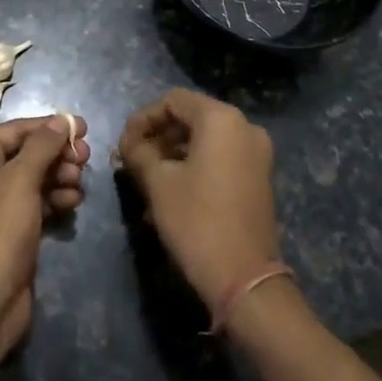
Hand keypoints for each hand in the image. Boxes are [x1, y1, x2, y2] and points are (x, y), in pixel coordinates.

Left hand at [0, 114, 89, 357]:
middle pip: (26, 153)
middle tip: (86, 159)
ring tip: (80, 184)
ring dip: (59, 177)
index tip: (83, 127)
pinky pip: (35, 202)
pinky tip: (73, 202)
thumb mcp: (21, 180)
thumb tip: (60, 119)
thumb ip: (43, 146)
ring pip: (33, 178)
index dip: (50, 126)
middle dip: (57, 154)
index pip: (16, 130)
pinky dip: (54, 199)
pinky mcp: (8, 229)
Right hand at [117, 89, 279, 307]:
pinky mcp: (259, 178)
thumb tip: (127, 145)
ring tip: (145, 180)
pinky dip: (194, 167)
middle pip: (191, 118)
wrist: (244, 279)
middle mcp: (245, 127)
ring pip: (205, 141)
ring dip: (172, 155)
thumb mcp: (158, 182)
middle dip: (158, 137)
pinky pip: (220, 159)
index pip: (173, 101)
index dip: (143, 118)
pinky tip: (169, 193)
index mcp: (221, 119)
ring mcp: (256, 154)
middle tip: (131, 160)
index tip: (123, 143)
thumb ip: (139, 153)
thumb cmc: (196, 220)